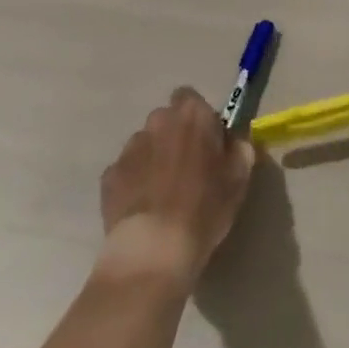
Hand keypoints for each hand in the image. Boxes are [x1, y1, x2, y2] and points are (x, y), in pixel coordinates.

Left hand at [99, 87, 254, 287]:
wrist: (154, 249)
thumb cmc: (204, 207)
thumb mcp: (239, 178)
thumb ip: (239, 149)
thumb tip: (234, 141)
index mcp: (192, 115)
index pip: (191, 98)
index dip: (198, 119)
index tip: (206, 144)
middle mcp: (158, 120)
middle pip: (166, 120)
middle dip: (174, 137)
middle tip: (187, 169)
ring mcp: (130, 147)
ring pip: (145, 144)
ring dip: (154, 158)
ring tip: (162, 193)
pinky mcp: (109, 175)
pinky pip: (126, 170)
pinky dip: (134, 182)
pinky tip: (143, 208)